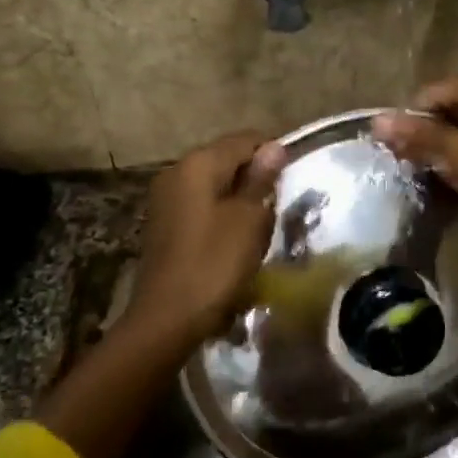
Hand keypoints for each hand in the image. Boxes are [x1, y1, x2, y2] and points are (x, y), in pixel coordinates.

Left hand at [130, 132, 285, 340]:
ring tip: (261, 226)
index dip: (273, 155)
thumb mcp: (249, 220)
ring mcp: (166, 198)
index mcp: (198, 163)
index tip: (292, 182)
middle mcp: (177, 172)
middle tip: (279, 206)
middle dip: (256, 177)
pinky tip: (236, 240)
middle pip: (227, 159)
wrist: (167, 318)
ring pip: (215, 184)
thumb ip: (261, 180)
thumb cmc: (214, 264)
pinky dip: (222, 214)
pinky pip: (202, 205)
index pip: (245, 140)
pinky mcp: (165, 223)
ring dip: (240, 198)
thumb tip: (274, 147)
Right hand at [372, 74, 457, 227]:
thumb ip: (417, 134)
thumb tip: (376, 121)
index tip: (396, 145)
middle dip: (430, 131)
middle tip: (411, 159)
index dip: (411, 117)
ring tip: (433, 168)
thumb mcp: (455, 151)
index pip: (435, 92)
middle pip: (452, 106)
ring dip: (447, 144)